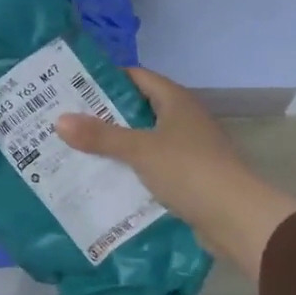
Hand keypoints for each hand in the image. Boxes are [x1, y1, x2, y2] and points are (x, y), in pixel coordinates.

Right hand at [56, 67, 295, 275]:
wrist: (236, 217)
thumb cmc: (189, 170)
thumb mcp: (140, 150)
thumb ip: (100, 136)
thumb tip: (59, 120)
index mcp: (176, 101)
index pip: (137, 77)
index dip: (107, 79)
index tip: (73, 86)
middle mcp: (183, 119)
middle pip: (138, 109)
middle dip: (104, 115)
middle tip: (67, 120)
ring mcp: (188, 149)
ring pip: (144, 140)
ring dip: (116, 145)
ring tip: (77, 150)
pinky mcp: (188, 177)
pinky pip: (152, 166)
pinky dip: (131, 170)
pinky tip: (105, 179)